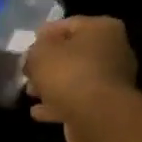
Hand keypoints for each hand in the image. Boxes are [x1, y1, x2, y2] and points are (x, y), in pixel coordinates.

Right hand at [25, 16, 137, 141]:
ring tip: (30, 93)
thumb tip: (33, 57)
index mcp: (102, 29)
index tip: (28, 45)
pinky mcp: (106, 107)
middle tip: (28, 71)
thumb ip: (33, 51)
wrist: (97, 118)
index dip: (45, 34)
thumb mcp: (39, 54)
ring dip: (52, 86)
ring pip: (75, 79)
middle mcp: (113, 51)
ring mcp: (112, 82)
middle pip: (74, 53)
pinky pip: (77, 101)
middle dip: (49, 64)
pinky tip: (38, 112)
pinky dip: (59, 105)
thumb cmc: (69, 74)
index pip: (69, 24)